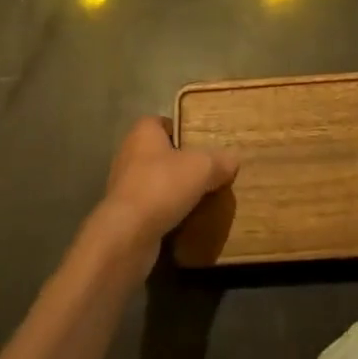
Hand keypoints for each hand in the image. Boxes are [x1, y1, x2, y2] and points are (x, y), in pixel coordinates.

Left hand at [88, 117, 237, 268]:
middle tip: (208, 172)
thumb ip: (219, 161)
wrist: (127, 235)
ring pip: (156, 181)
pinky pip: (151, 207)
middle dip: (182, 163)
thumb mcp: (202, 167)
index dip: (184, 131)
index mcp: (143, 132)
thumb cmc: (162, 186)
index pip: (165, 123)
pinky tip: (186, 220)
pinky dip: (166, 212)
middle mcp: (129, 153)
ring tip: (201, 198)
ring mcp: (124, 185)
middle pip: (162, 153)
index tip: (204, 144)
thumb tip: (232, 160)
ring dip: (174, 190)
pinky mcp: (124, 214)